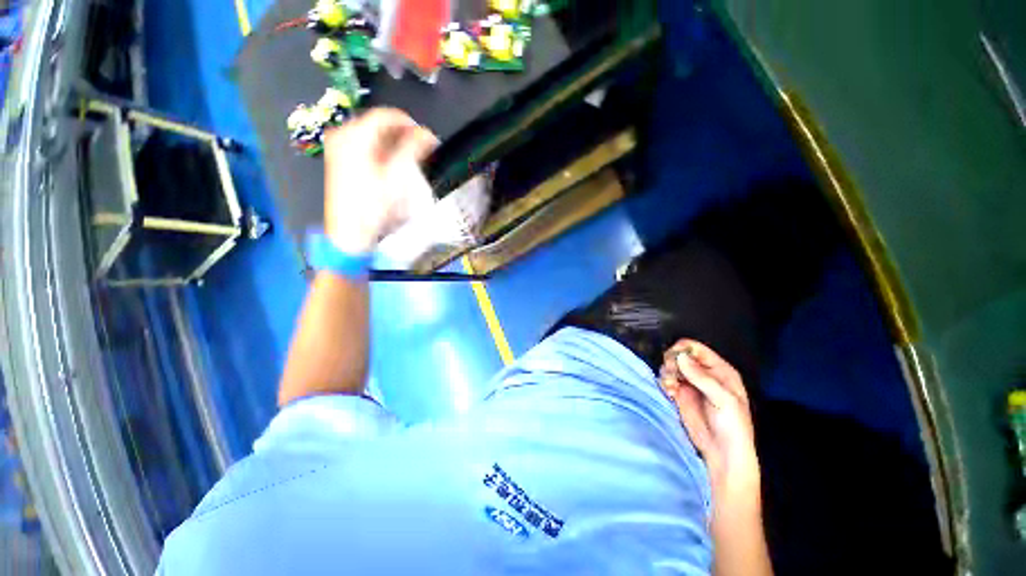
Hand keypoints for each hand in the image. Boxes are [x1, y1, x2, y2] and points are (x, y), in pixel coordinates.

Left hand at [322, 108, 437, 253]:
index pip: (386, 115)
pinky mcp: (340, 160)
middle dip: (402, 134)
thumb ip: (413, 149)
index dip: (410, 123)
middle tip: (421, 150)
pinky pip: (365, 146)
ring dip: (394, 143)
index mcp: (354, 135)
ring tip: (411, 159)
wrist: (350, 232)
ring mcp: (339, 147)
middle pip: (378, 124)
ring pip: (373, 136)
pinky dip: (382, 151)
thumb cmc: (373, 205)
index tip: (426, 137)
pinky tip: (393, 165)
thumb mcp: (397, 176)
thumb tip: (428, 134)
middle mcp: (343, 135)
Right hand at [659, 339, 759, 500]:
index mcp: (719, 370)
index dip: (683, 350)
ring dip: (667, 373)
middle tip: (672, 374)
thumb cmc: (732, 425)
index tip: (675, 360)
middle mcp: (702, 373)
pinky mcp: (679, 394)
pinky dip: (664, 383)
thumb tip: (680, 357)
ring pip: (670, 367)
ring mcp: (689, 384)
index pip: (695, 349)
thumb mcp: (723, 399)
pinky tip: (670, 393)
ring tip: (671, 387)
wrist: (722, 452)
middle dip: (672, 362)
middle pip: (679, 355)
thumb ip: (702, 377)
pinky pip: (666, 380)